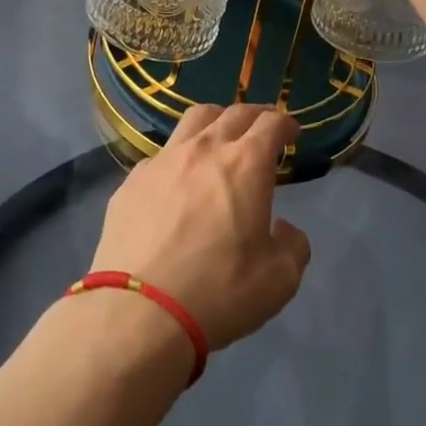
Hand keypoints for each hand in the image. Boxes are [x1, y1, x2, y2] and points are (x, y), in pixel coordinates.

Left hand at [90, 104, 311, 351]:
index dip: (285, 122)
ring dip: (216, 121)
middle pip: (234, 113)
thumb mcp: (279, 280)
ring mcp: (164, 160)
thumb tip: (283, 228)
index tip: (291, 131)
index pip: (271, 123)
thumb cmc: (218, 292)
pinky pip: (162, 154)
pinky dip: (179, 156)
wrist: (139, 312)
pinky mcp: (133, 180)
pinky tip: (178, 178)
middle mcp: (205, 149)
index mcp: (246, 164)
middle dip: (255, 115)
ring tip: (220, 135)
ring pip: (194, 120)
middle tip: (262, 127)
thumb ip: (292, 246)